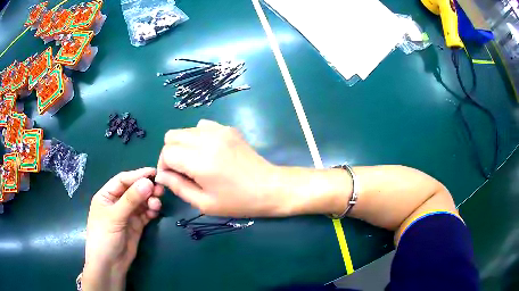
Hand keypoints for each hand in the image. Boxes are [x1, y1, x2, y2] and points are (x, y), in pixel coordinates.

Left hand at [83, 168, 163, 290]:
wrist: (110, 265)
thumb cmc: (104, 237)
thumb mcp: (115, 217)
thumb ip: (131, 200)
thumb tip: (148, 182)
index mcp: (106, 195)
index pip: (122, 180)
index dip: (137, 175)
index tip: (154, 173)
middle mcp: (117, 202)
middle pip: (134, 190)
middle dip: (146, 189)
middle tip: (160, 190)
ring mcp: (127, 214)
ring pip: (141, 202)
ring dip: (150, 200)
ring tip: (157, 204)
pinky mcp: (136, 225)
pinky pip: (145, 214)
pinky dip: (151, 211)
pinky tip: (155, 212)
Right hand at [156, 120, 287, 216]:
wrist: (269, 187)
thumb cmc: (237, 201)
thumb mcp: (204, 203)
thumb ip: (178, 187)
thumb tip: (161, 175)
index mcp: (200, 161)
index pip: (167, 153)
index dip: (164, 166)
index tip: (171, 177)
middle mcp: (207, 139)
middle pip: (172, 136)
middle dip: (170, 153)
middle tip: (180, 170)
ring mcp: (219, 130)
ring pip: (185, 129)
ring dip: (183, 144)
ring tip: (194, 161)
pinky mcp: (228, 128)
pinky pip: (202, 126)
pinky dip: (197, 137)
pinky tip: (208, 152)